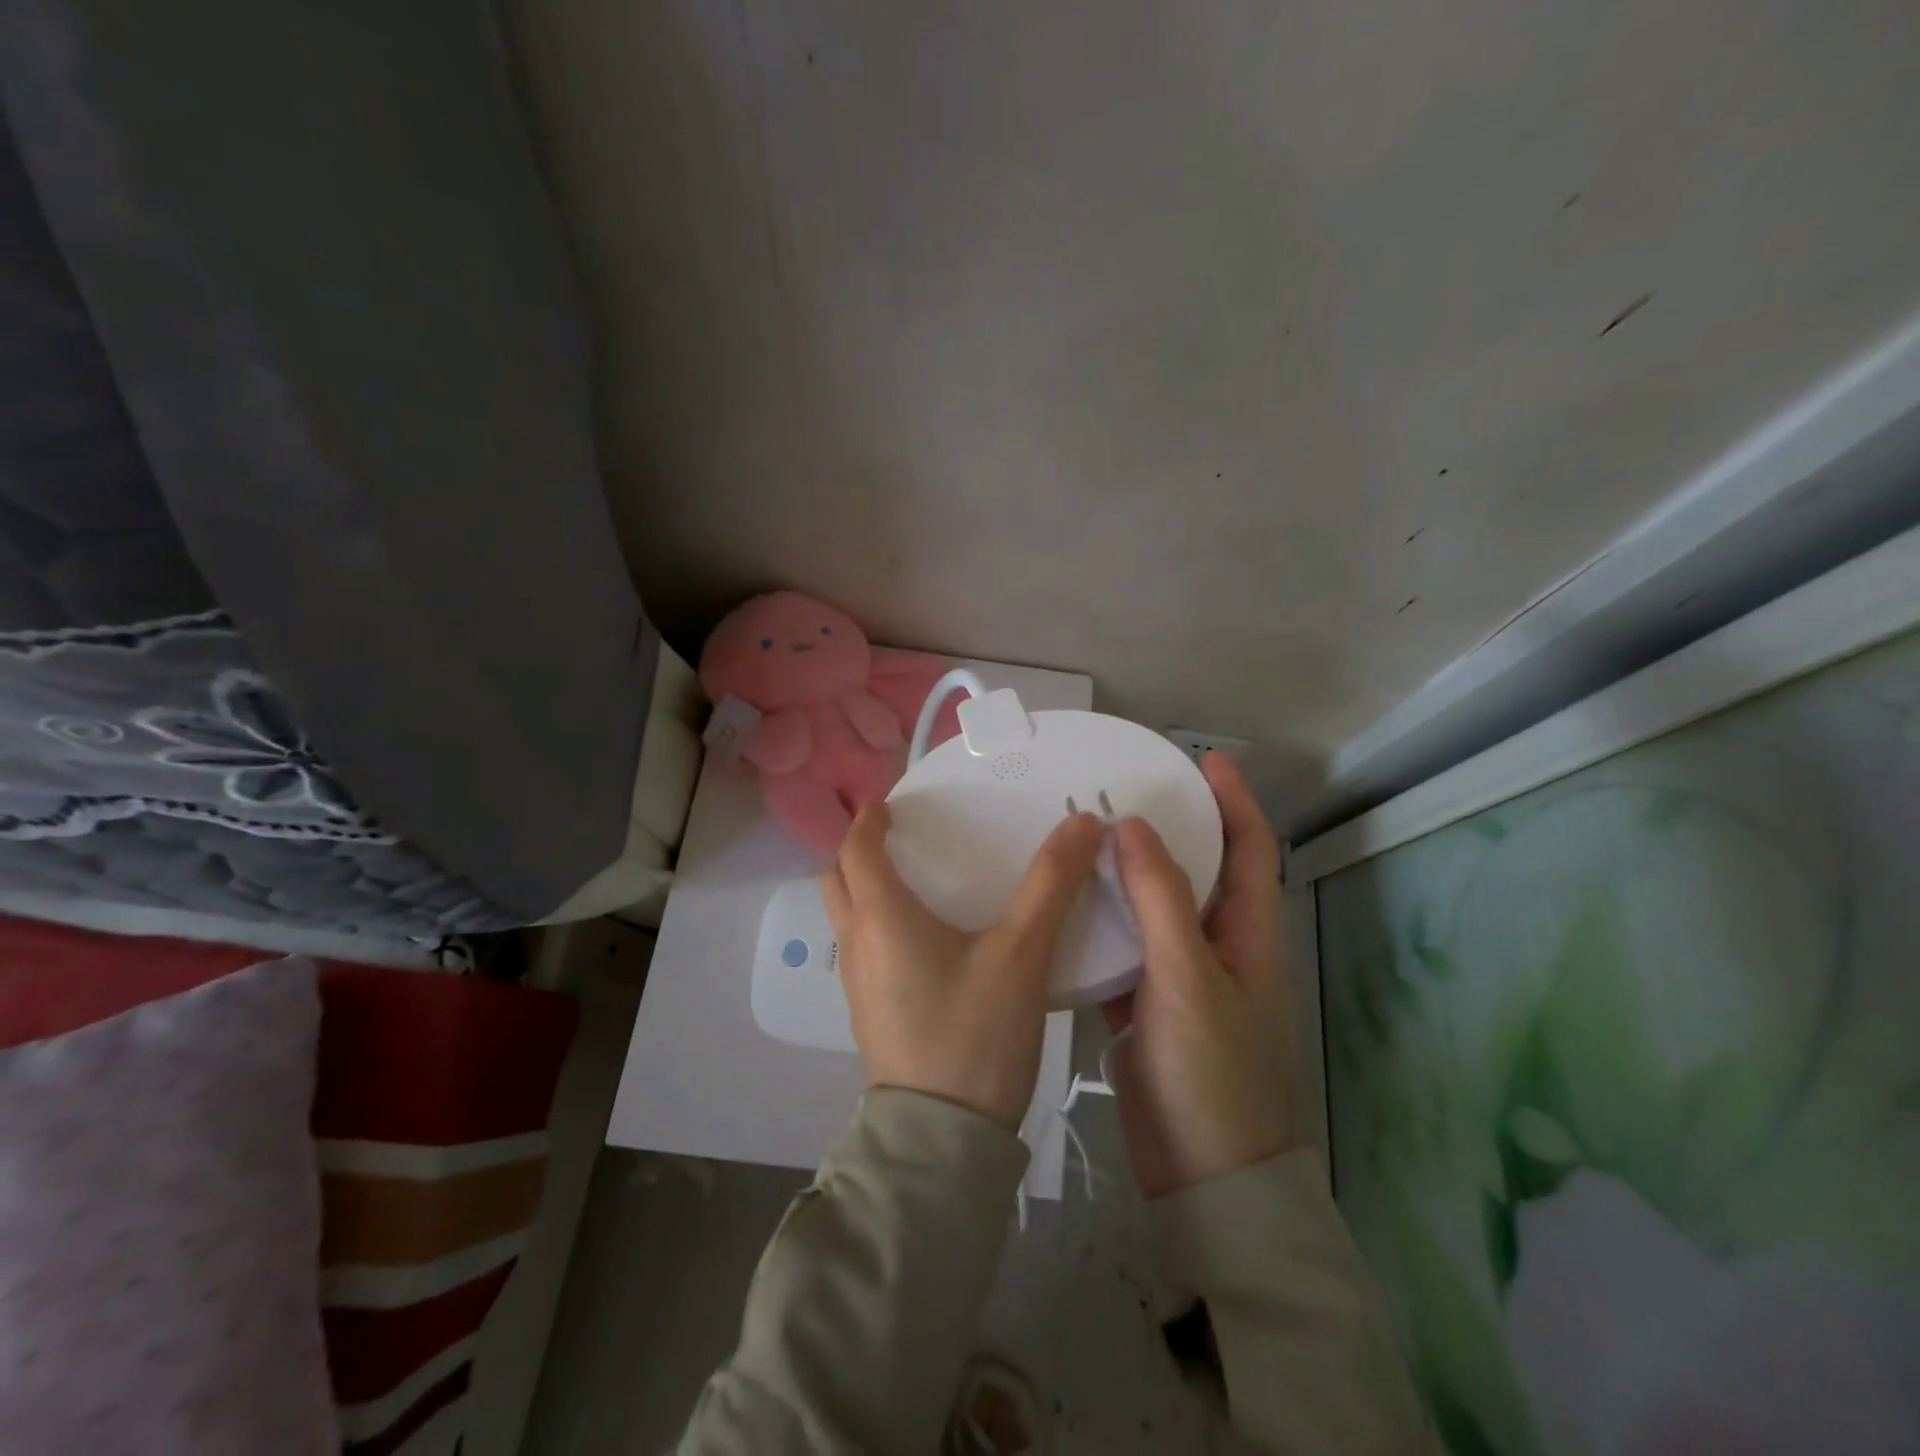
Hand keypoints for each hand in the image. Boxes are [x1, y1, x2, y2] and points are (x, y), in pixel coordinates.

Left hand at [823, 802, 1105, 1129]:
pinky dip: (879, 924)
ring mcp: (857, 984)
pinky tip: (926, 940)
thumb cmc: (974, 1034)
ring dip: (866, 889)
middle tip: (899, 838)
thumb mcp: (1021, 954)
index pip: (856, 850)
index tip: (889, 803)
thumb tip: (1084, 823)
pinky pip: (863, 949)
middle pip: (839, 880)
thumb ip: (1051, 885)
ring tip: (916, 882)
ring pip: (847, 917)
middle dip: (859, 851)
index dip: (868, 820)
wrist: (941, 1141)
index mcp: (881, 918)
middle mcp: (857, 944)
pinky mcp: (869, 1013)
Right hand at [1105, 752, 1294, 1197]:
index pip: (1249, 848)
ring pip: (1152, 906)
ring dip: (1125, 871)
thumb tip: (1134, 826)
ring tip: (1082, 833)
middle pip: (1195, 870)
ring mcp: (1178, 975)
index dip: (1232, 800)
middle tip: (1119, 789)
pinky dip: (1099, 921)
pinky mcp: (1143, 1002)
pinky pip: (1121, 945)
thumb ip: (1162, 900)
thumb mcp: (1189, 978)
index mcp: (1246, 933)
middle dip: (1168, 826)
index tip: (1201, 758)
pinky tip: (1062, 901)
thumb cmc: (1212, 1072)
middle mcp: (1216, 945)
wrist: (1202, 1175)